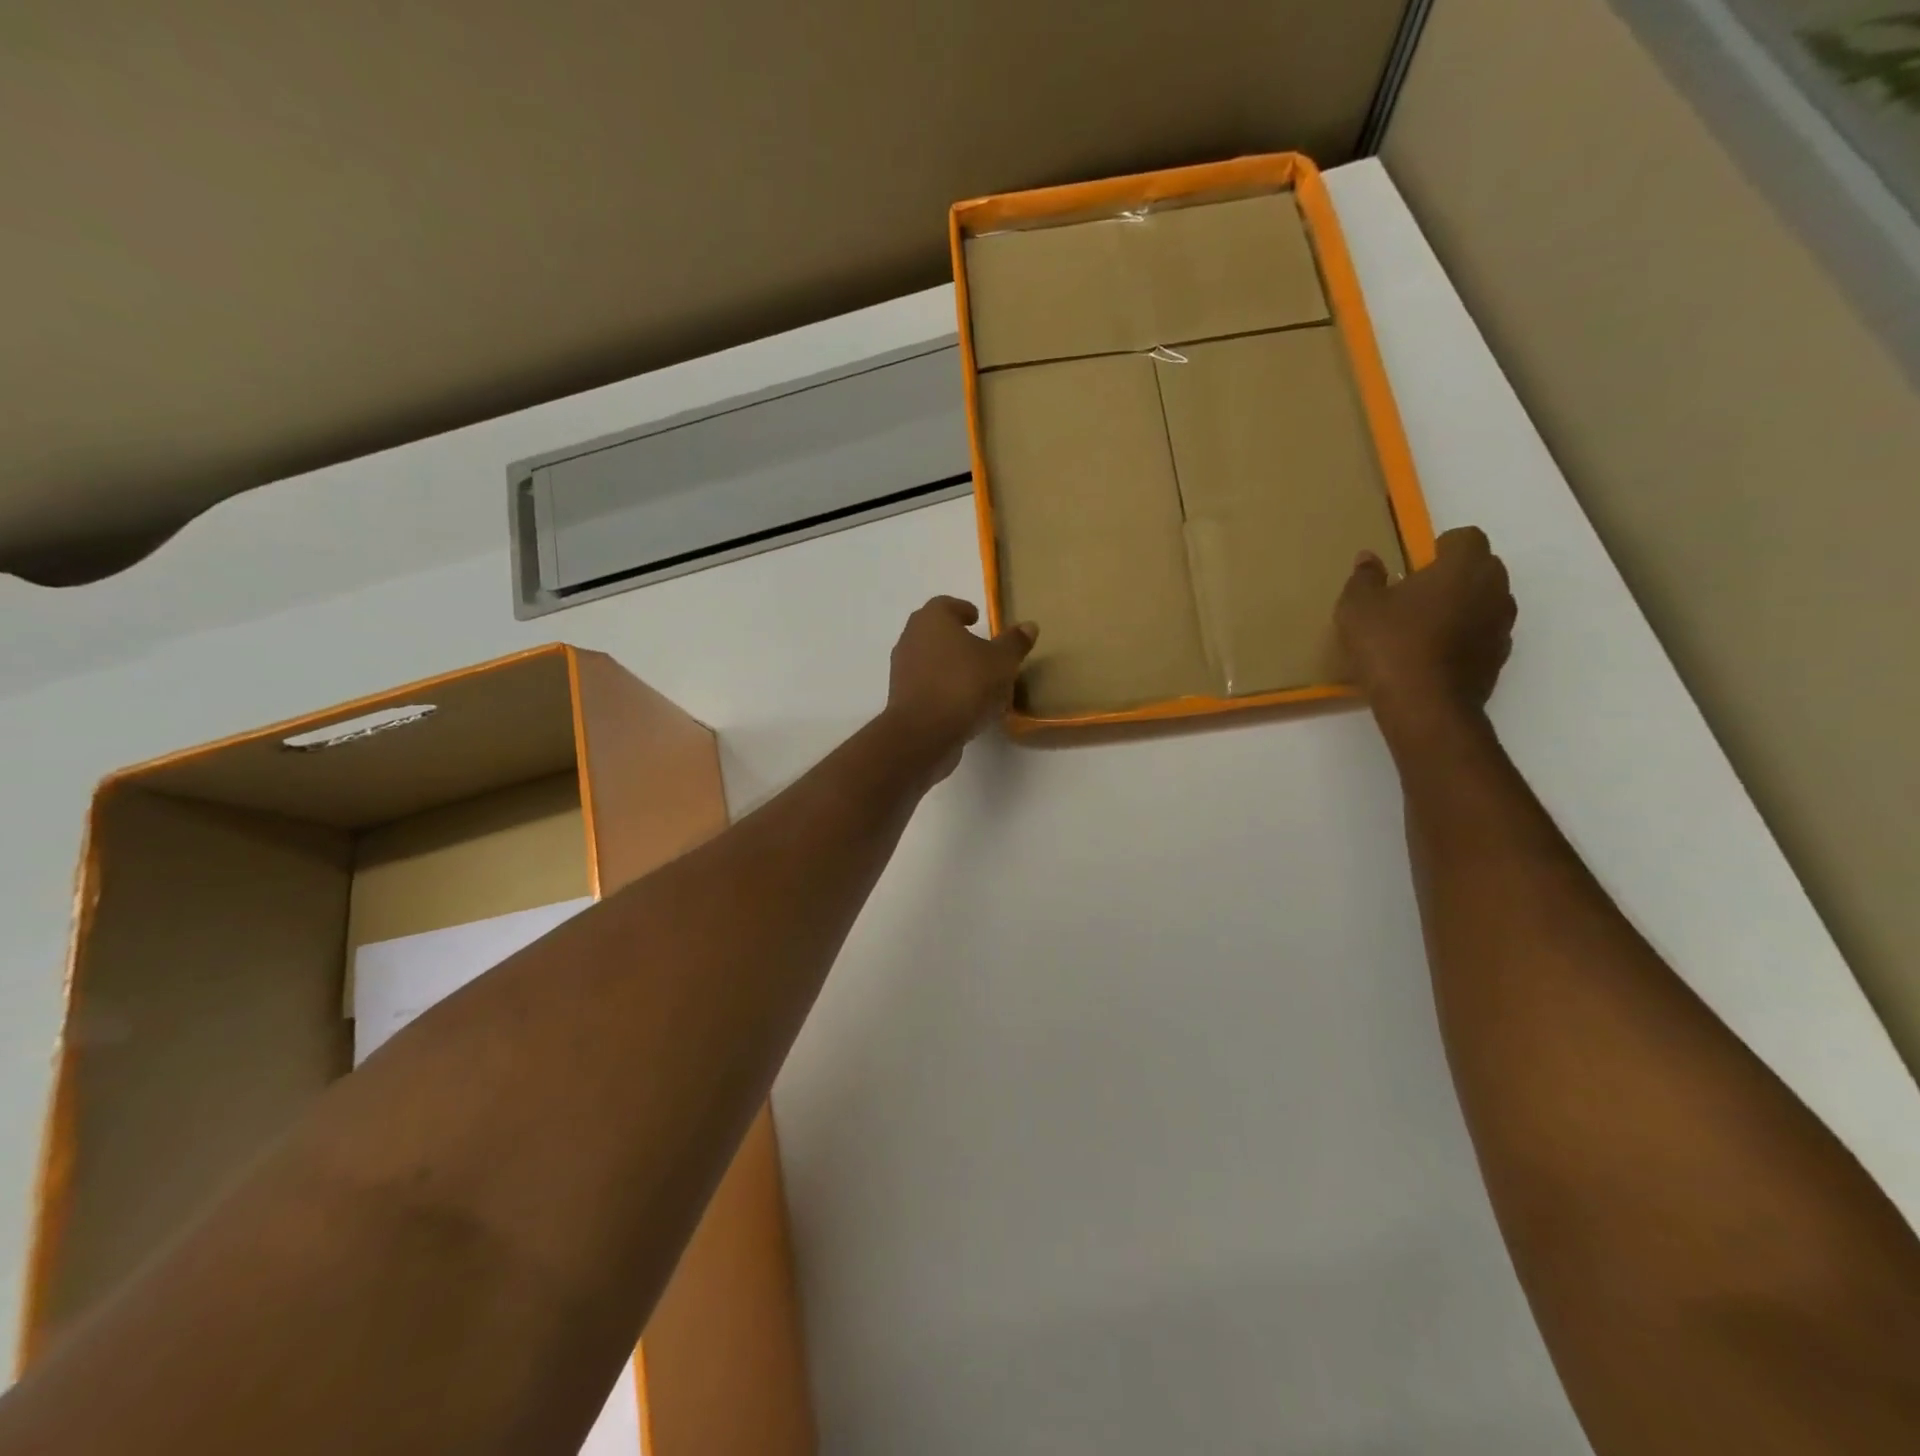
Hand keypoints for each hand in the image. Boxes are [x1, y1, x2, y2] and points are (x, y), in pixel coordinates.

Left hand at [883, 597, 1036, 779]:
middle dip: (955, 637)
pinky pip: (926, 685)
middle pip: (934, 631)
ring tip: (975, 678)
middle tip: (979, 647)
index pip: (945, 604)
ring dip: (949, 665)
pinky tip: (963, 702)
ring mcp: (902, 669)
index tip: (976, 619)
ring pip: (929, 659)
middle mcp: (911, 638)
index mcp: (932, 620)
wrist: (923, 733)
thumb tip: (1028, 625)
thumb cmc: (964, 685)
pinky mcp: (901, 698)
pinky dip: (942, 687)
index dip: (962, 609)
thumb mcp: (1001, 662)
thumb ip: (1014, 643)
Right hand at [1336, 527, 1516, 731]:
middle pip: (1481, 567)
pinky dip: (1464, 637)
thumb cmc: (1390, 645)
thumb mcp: (1358, 608)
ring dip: (1461, 606)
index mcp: (1464, 566)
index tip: (1413, 567)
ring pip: (1485, 601)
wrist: (1424, 706)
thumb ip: (1364, 578)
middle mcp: (1494, 588)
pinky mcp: (1499, 657)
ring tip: (1423, 628)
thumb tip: (1369, 558)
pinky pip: (1482, 634)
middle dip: (1453, 575)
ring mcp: (1502, 624)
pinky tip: (1432, 655)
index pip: (1465, 537)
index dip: (1440, 547)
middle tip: (1414, 596)